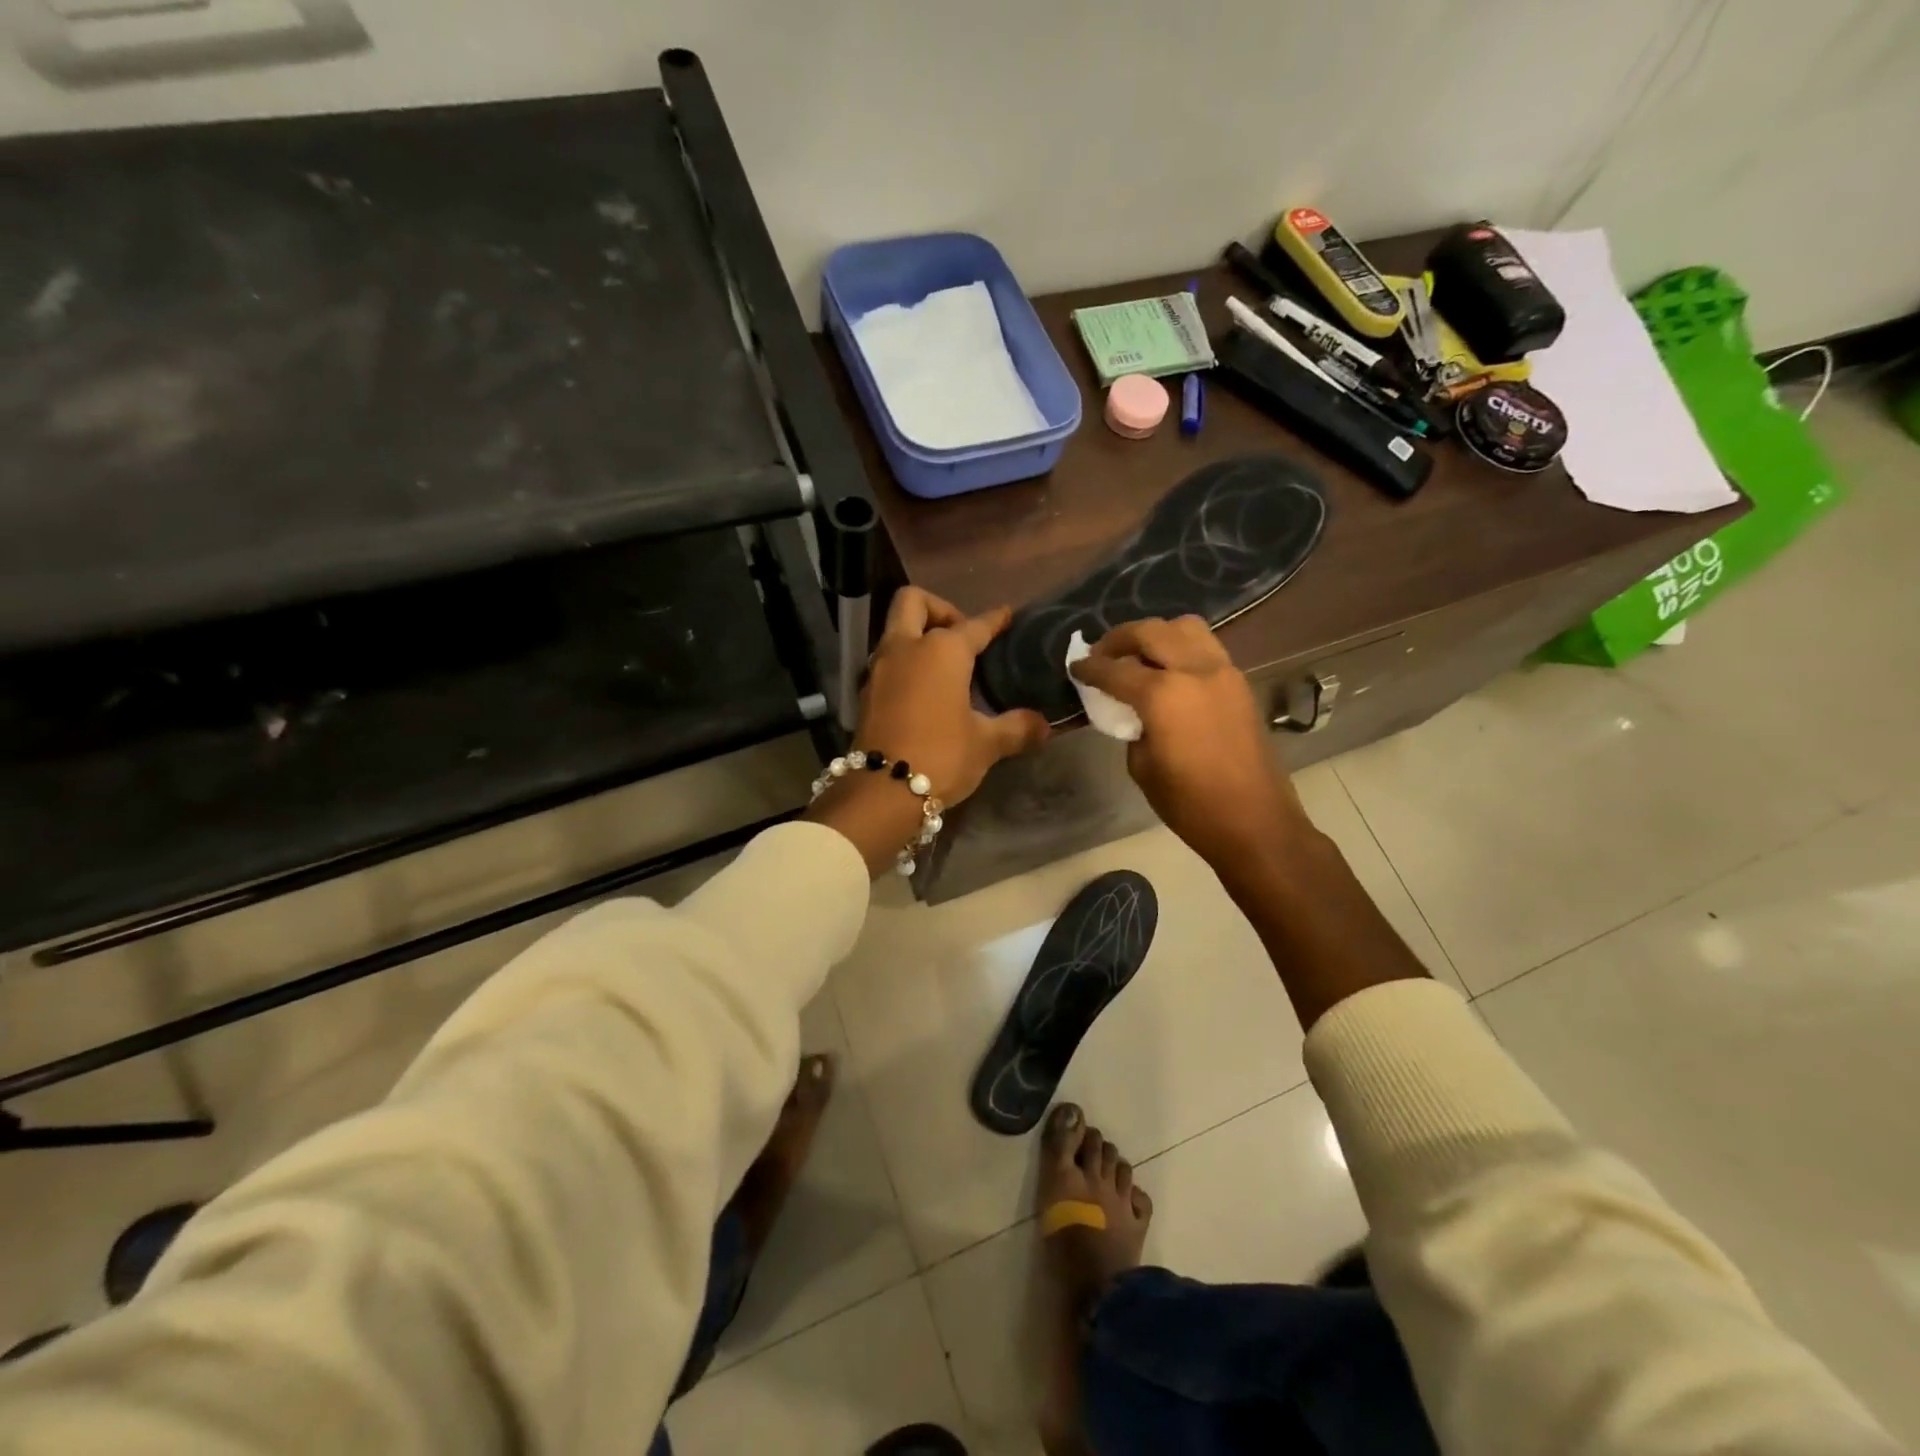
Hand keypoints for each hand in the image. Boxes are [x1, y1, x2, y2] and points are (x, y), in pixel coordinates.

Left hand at [809, 588, 1049, 875]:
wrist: (882, 791)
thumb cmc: (941, 756)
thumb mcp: (986, 744)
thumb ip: (1016, 728)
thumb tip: (1044, 725)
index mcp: (942, 650)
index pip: (974, 625)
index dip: (994, 619)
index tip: (1006, 615)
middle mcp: (906, 648)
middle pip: (913, 602)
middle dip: (939, 609)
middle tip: (961, 635)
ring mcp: (880, 668)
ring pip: (895, 630)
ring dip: (919, 636)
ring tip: (946, 666)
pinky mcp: (866, 693)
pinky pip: (888, 661)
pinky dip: (906, 664)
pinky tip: (925, 690)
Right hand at [1071, 616, 1307, 870]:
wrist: (1254, 821)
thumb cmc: (1190, 804)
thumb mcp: (1142, 767)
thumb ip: (1132, 726)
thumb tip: (1132, 710)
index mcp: (1163, 695)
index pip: (1115, 670)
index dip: (1090, 668)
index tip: (1075, 667)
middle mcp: (1194, 670)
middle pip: (1150, 631)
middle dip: (1120, 638)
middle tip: (1102, 655)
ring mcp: (1223, 672)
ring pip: (1184, 627)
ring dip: (1156, 635)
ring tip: (1139, 656)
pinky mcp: (1239, 682)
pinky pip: (1205, 647)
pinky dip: (1181, 647)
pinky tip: (1168, 671)